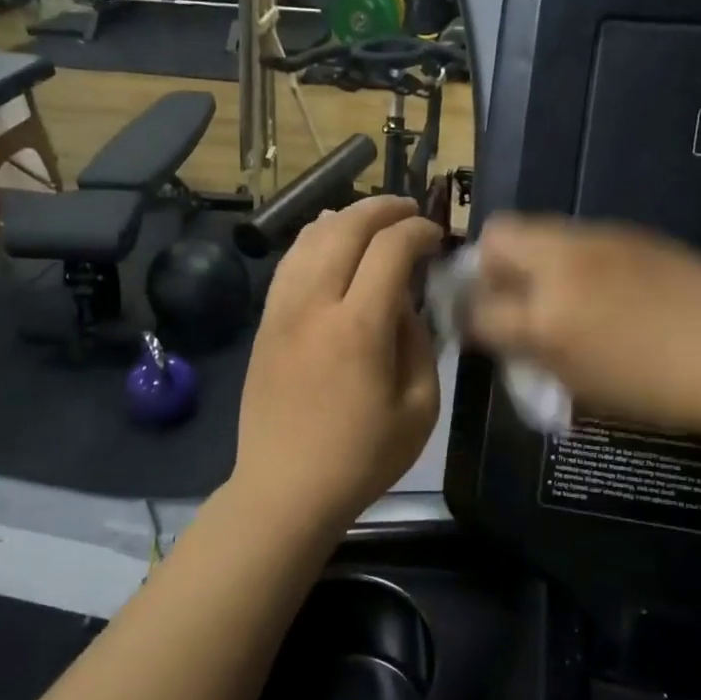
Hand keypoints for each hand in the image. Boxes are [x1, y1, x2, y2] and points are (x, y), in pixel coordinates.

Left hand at [231, 196, 442, 530]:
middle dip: (382, 210)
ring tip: (371, 221)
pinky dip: (313, 242)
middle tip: (409, 212)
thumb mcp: (419, 409)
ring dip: (345, 218)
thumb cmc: (362, 458)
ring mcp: (281, 311)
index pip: (389, 249)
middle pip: (345, 228)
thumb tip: (406, 306)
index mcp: (359, 328)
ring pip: (310, 238)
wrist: (285, 489)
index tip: (436, 237)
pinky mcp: (264, 324)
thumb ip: (419, 344)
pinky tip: (329, 244)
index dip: (417, 232)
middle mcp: (314, 305)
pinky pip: (289, 264)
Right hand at [466, 215, 700, 434]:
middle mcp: (563, 265)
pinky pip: (581, 237)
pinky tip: (604, 286)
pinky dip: (573, 257)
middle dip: (491, 263)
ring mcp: (599, 240)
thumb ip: (532, 353)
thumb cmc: (657, 390)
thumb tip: (506, 333)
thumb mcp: (580, 385)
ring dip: (533, 256)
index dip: (470, 318)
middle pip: (498, 235)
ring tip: (559, 290)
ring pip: (541, 229)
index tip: (479, 327)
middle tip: (511, 294)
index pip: (478, 308)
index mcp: (547, 318)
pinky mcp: (630, 231)